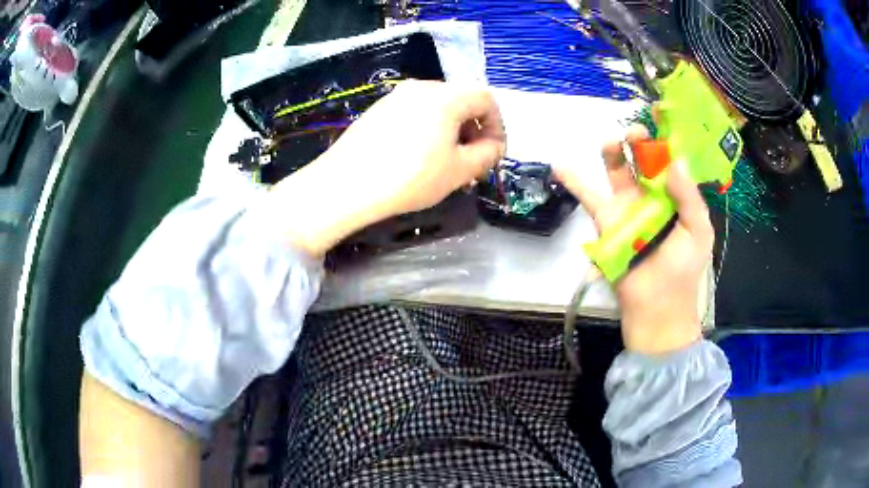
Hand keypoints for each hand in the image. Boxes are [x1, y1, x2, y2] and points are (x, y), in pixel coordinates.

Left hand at [256, 80, 505, 256]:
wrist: (345, 185)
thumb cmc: (409, 177)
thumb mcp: (458, 171)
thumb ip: (487, 155)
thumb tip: (494, 146)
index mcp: (445, 97)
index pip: (486, 98)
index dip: (497, 125)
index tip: (494, 152)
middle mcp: (421, 87)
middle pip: (461, 99)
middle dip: (474, 128)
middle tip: (472, 159)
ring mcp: (396, 96)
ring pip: (438, 106)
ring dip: (452, 129)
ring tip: (446, 160)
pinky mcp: (378, 109)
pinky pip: (415, 111)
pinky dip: (429, 128)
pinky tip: (418, 155)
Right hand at [557, 124, 712, 353]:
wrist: (657, 306)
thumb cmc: (683, 270)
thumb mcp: (699, 232)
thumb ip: (689, 197)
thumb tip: (674, 159)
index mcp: (676, 195)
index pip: (670, 158)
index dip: (665, 135)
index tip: (660, 112)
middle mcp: (651, 194)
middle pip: (642, 158)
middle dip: (640, 140)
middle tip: (638, 133)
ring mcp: (627, 205)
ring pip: (617, 170)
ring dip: (613, 151)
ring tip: (611, 141)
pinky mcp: (606, 220)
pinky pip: (588, 196)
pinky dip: (574, 180)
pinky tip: (560, 165)